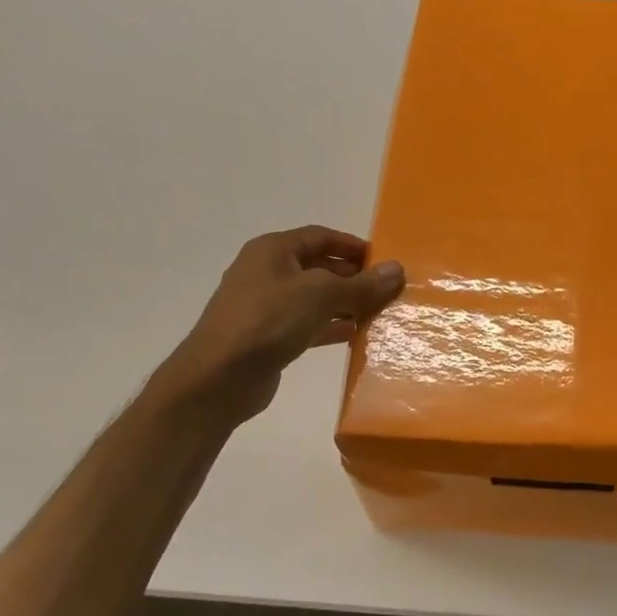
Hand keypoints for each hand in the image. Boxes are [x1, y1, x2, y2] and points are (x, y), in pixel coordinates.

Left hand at [153, 226, 404, 424]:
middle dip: (352, 276)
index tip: (383, 260)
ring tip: (377, 312)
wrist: (219, 378)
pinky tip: (354, 336)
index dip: (352, 245)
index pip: (320, 237)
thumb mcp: (322, 295)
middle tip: (385, 289)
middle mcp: (267, 272)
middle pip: (318, 267)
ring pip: (314, 298)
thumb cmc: (269, 320)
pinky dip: (330, 327)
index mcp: (273, 250)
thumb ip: (362, 284)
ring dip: (344, 304)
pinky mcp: (267, 337)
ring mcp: (265, 306)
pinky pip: (306, 324)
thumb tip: (397, 269)